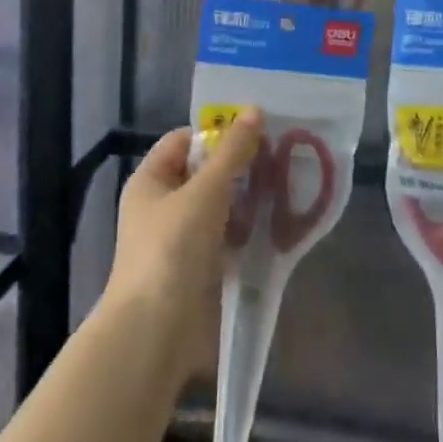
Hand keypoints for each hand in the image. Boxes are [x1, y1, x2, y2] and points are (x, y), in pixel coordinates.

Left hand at [104, 109, 264, 376]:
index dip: (217, 132)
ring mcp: (182, 239)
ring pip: (222, 206)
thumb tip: (255, 111)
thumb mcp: (205, 191)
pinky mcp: (202, 268)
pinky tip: (281, 222)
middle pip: (206, 173)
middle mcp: (164, 206)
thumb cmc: (172, 249)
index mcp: (151, 181)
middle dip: (241, 165)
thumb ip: (232, 152)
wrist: (156, 330)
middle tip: (283, 155)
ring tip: (290, 183)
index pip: (184, 141)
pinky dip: (251, 229)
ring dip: (250, 197)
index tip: (258, 131)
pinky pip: (229, 237)